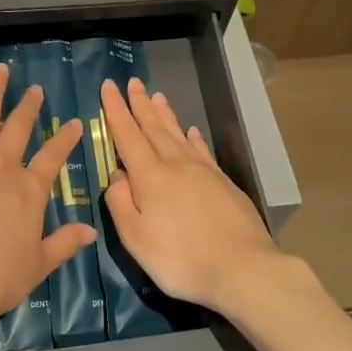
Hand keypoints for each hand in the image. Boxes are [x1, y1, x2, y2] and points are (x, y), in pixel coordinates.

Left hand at [0, 61, 95, 350]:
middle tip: (35, 90)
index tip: (73, 123)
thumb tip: (91, 231)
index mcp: (29, 190)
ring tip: (1, 70)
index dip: (64, 139)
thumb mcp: (39, 264)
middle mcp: (3, 165)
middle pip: (19, 129)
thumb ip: (65, 243)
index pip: (53, 157)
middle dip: (29, 107)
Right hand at [99, 77, 288, 314]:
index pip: (127, 136)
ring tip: (157, 96)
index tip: (109, 86)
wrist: (243, 268)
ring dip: (164, 114)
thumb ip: (120, 204)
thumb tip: (116, 176)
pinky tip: (191, 131)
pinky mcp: (222, 182)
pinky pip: (202, 150)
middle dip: (140, 104)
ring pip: (178, 134)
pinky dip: (193, 138)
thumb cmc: (181, 259)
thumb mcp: (136, 239)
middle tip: (132, 82)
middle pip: (154, 128)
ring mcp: (203, 171)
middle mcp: (176, 165)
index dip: (116, 110)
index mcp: (150, 177)